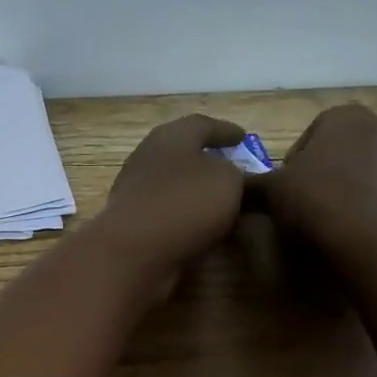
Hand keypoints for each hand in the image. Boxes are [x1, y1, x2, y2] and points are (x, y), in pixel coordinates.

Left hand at [95, 114, 248, 283]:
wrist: (133, 252)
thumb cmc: (185, 203)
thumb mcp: (228, 180)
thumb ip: (235, 173)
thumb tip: (230, 176)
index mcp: (170, 137)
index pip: (201, 125)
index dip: (225, 130)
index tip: (243, 137)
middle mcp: (148, 158)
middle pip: (182, 153)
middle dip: (208, 160)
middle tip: (234, 168)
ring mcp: (135, 191)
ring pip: (173, 184)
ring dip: (197, 190)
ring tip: (225, 201)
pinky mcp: (132, 222)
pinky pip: (167, 212)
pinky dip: (186, 215)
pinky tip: (204, 228)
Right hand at [254, 105, 376, 265]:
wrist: (371, 241)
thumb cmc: (316, 198)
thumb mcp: (270, 190)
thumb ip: (251, 183)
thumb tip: (234, 186)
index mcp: (344, 116)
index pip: (310, 134)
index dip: (292, 163)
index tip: (284, 188)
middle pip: (339, 150)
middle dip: (322, 172)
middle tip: (301, 201)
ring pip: (362, 171)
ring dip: (344, 188)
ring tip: (324, 218)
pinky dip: (364, 205)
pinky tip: (347, 228)